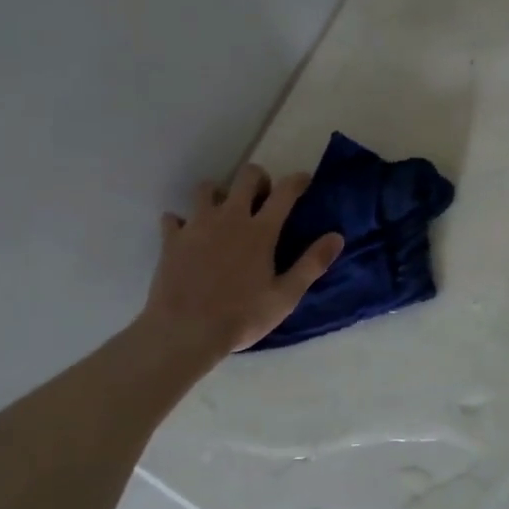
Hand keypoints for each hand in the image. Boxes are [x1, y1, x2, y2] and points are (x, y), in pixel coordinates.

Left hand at [143, 165, 341, 355]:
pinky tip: (188, 236)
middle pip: (245, 176)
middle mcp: (229, 217)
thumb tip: (337, 236)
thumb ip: (312, 264)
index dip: (297, 181)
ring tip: (224, 214)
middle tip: (263, 198)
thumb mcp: (286, 296)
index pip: (284, 192)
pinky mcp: (172, 239)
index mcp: (260, 230)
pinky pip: (174, 217)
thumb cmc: (242, 316)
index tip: (303, 180)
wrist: (186, 331)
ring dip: (219, 194)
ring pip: (206, 188)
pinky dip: (182, 222)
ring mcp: (196, 225)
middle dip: (259, 179)